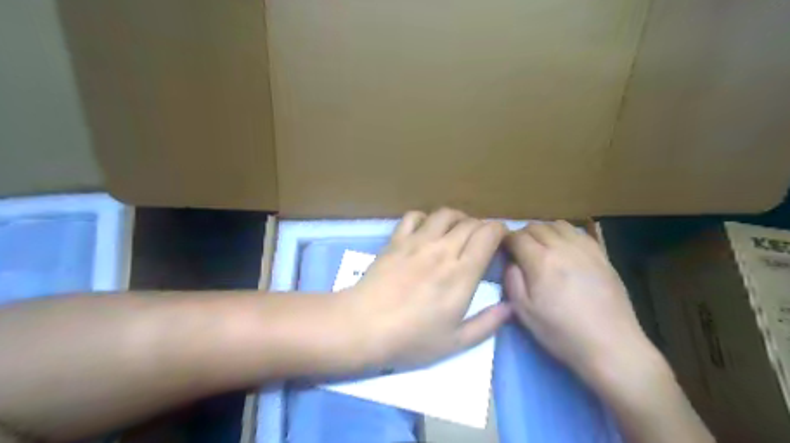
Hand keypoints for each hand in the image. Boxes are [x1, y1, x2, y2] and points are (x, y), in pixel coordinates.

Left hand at [337, 210, 512, 368]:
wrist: (363, 326)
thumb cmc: (411, 339)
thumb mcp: (455, 342)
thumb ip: (487, 324)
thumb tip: (510, 307)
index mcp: (462, 272)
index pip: (488, 234)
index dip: (500, 231)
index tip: (501, 241)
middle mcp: (443, 249)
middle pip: (470, 222)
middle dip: (482, 227)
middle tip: (481, 241)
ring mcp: (417, 241)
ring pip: (445, 214)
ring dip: (457, 218)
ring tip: (457, 232)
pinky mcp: (396, 240)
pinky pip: (414, 216)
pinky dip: (425, 218)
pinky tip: (425, 231)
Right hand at [506, 222, 654, 382]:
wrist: (610, 345)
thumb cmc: (561, 332)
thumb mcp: (524, 312)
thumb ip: (512, 281)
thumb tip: (511, 262)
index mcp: (541, 261)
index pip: (517, 237)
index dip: (506, 241)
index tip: (503, 250)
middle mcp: (562, 247)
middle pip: (536, 227)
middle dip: (523, 235)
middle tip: (520, 251)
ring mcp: (585, 249)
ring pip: (558, 225)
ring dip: (544, 231)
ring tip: (542, 247)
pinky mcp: (602, 254)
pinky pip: (578, 233)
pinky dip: (565, 235)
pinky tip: (565, 250)